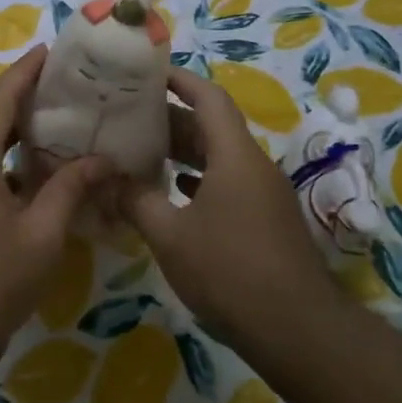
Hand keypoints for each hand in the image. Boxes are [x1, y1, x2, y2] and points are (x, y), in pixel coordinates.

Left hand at [0, 45, 110, 378]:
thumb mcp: (41, 235)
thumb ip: (70, 189)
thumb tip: (103, 159)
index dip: (25, 71)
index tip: (51, 50)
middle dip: (21, 95)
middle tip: (64, 85)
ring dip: (12, 128)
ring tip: (55, 121)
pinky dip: (4, 158)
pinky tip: (34, 173)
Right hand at [118, 67, 336, 338]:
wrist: (297, 329)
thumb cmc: (230, 271)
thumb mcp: (171, 236)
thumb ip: (136, 202)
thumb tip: (105, 181)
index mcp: (235, 155)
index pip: (209, 97)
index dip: (180, 80)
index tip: (148, 73)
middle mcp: (253, 165)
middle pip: (212, 127)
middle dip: (172, 119)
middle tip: (129, 117)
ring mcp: (264, 193)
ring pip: (220, 157)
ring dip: (184, 152)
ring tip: (142, 151)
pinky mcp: (266, 220)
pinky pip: (229, 184)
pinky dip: (200, 180)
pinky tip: (174, 193)